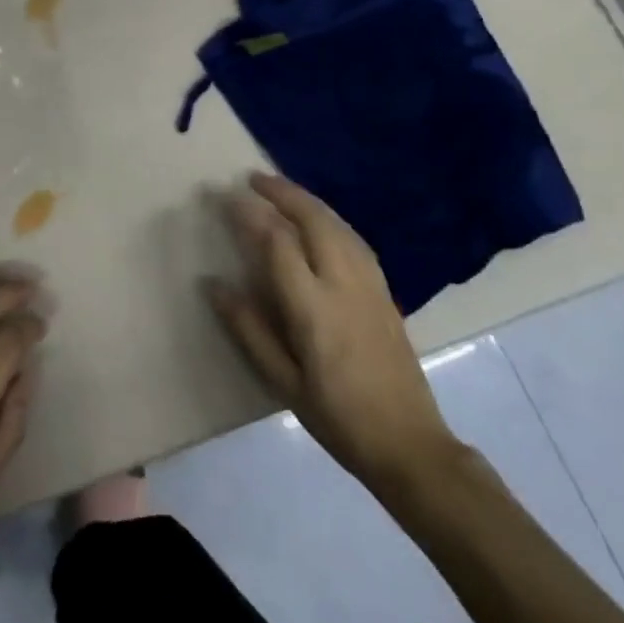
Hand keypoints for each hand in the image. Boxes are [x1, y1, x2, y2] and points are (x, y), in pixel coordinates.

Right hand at [205, 173, 462, 491]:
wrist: (409, 444)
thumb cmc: (337, 418)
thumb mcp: (283, 381)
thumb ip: (248, 328)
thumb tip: (214, 284)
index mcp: (314, 308)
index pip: (278, 243)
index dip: (250, 215)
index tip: (226, 198)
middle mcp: (344, 284)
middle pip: (314, 219)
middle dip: (282, 192)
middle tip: (253, 178)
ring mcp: (370, 283)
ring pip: (337, 223)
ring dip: (307, 200)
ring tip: (280, 190)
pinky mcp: (384, 290)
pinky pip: (354, 238)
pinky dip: (330, 217)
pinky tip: (319, 220)